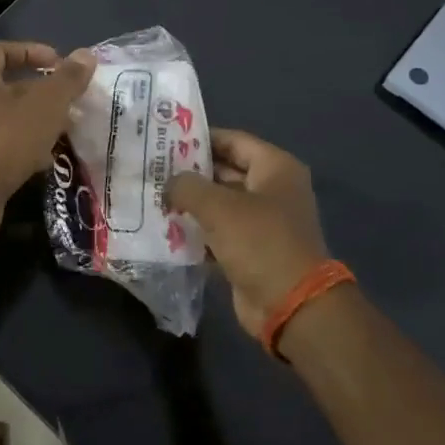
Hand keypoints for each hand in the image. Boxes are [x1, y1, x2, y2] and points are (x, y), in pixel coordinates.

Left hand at [0, 41, 96, 243]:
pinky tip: (46, 160)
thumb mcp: (44, 106)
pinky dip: (24, 146)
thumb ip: (67, 79)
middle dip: (41, 91)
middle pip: (7, 84)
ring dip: (36, 120)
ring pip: (7, 117)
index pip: (1, 50)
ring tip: (65, 129)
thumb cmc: (3, 141)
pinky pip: (1, 143)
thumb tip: (87, 54)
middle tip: (70, 100)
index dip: (32, 51)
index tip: (60, 63)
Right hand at [167, 130, 330, 338]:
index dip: (199, 138)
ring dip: (191, 203)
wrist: (292, 306)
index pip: (232, 140)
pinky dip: (197, 230)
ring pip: (220, 203)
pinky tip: (166, 228)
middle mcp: (272, 189)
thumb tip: (169, 184)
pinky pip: (219, 231)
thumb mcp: (218, 206)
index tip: (164, 140)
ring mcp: (263, 221)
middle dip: (190, 172)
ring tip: (153, 196)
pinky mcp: (252, 249)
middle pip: (224, 170)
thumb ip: (187, 186)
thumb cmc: (259, 242)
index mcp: (275, 168)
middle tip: (152, 170)